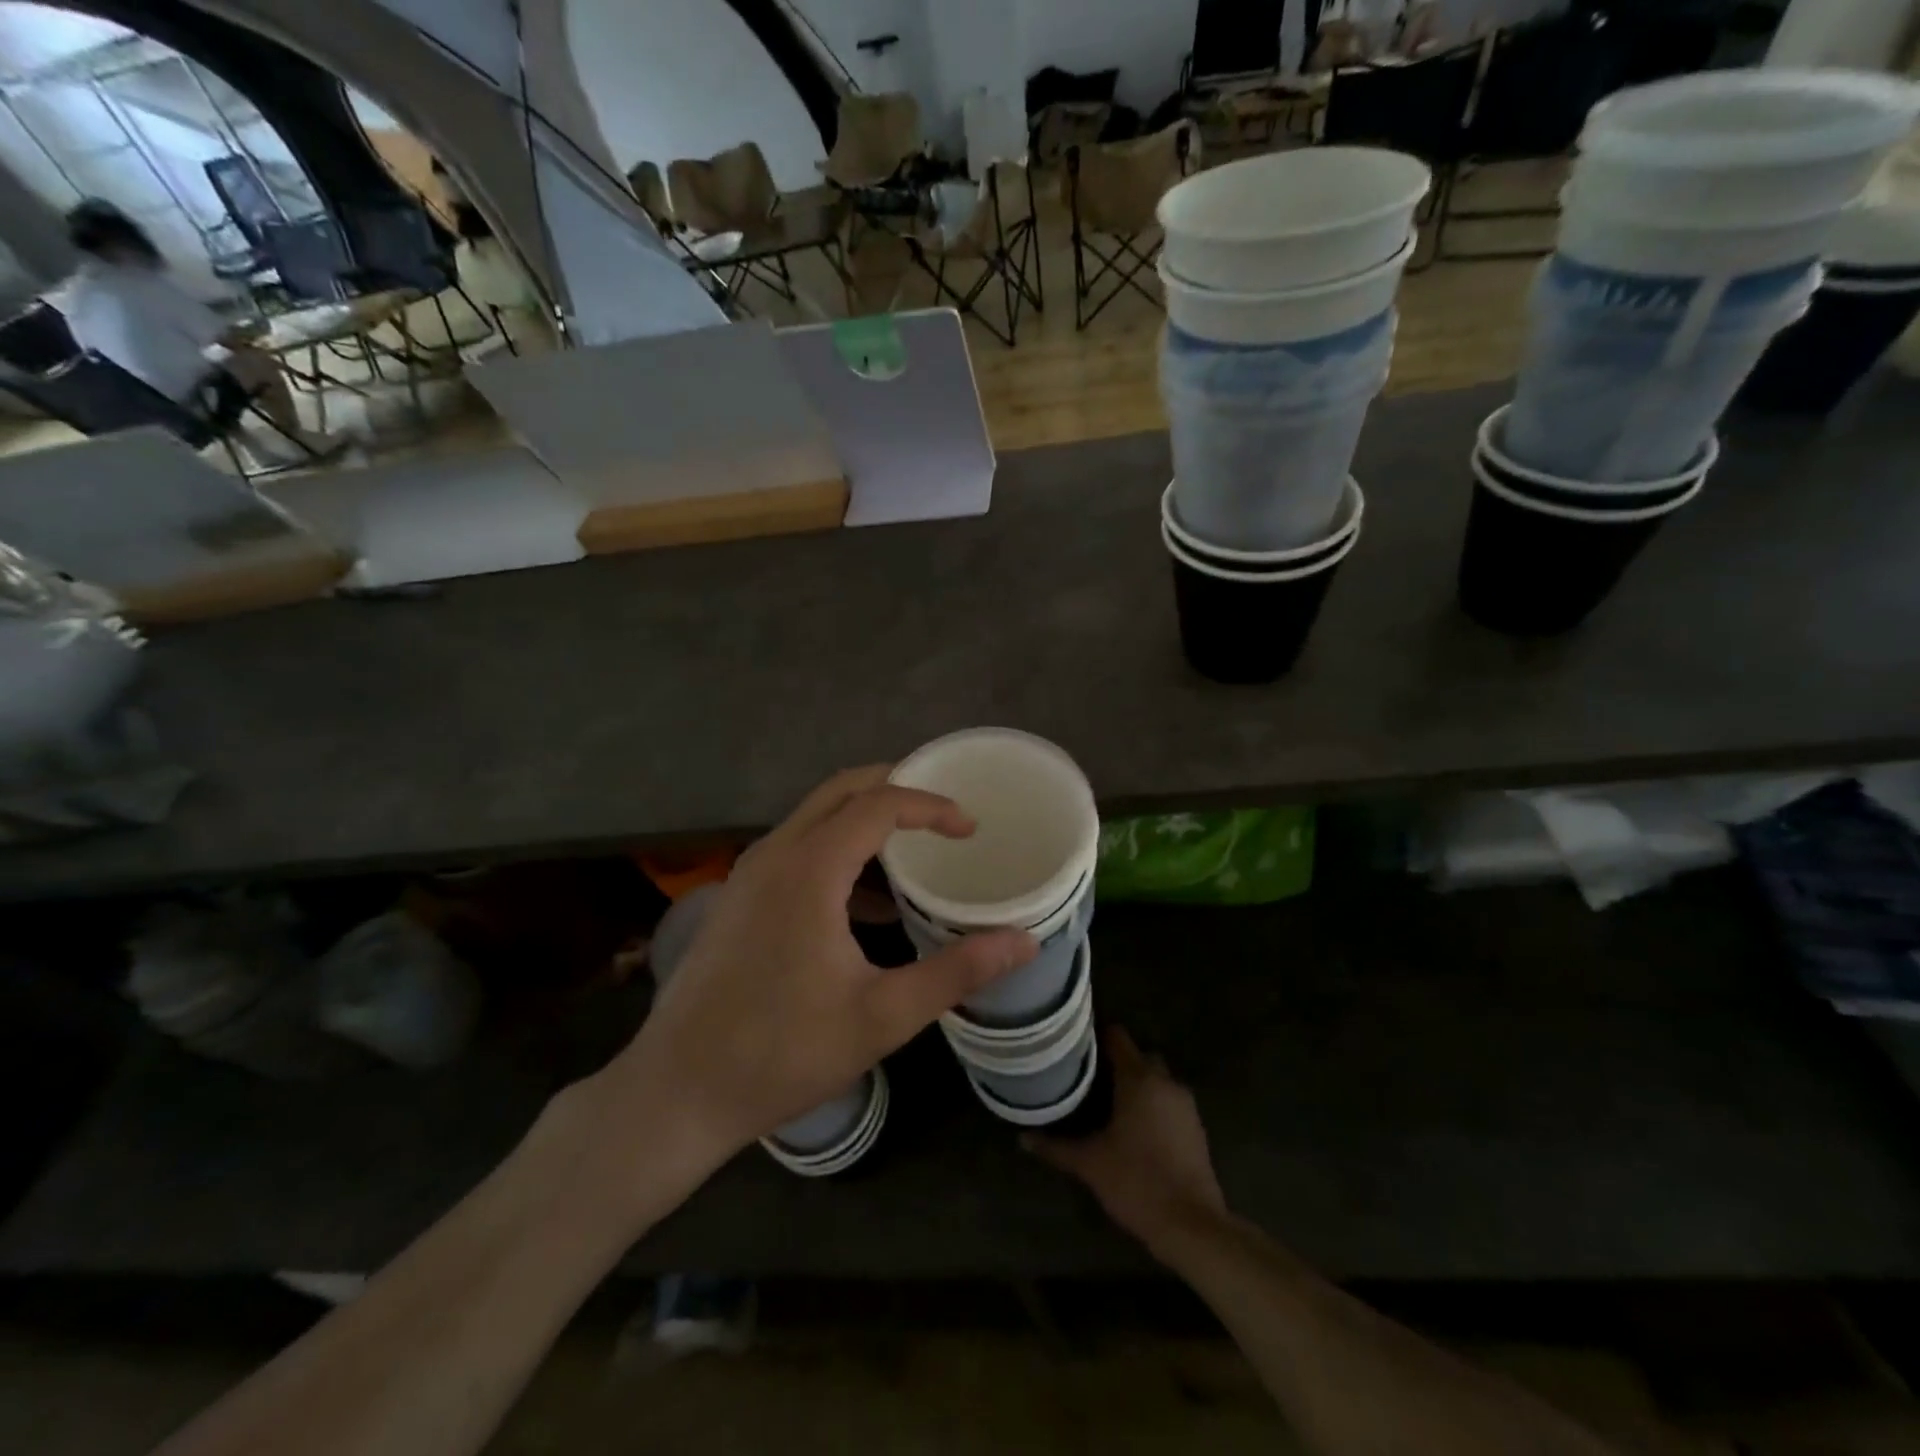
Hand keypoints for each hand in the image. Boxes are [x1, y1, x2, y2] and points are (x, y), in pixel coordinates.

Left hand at [594, 766, 1037, 1177]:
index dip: (931, 806)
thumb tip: (1023, 941)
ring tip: (913, 849)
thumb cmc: (782, 1053)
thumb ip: (956, 972)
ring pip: (814, 816)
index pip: (879, 804)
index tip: (970, 828)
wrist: (676, 1093)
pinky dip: (838, 850)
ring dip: (865, 818)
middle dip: (896, 788)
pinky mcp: (737, 898)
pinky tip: (864, 904)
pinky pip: (796, 848)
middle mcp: (774, 854)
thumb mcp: (882, 1016)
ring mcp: (748, 874)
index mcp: (809, 869)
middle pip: (841, 790)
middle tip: (943, 812)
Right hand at [1026, 1027, 1227, 1250]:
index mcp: (1138, 1079)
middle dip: (1117, 1060)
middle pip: (1139, 1055)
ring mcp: (1185, 1103)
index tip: (1075, 1042)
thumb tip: (1023, 1139)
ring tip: (1108, 1099)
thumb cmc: (1136, 1182)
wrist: (1192, 1225)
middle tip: (1088, 1074)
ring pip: (1156, 1078)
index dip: (1096, 1034)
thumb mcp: (1090, 1164)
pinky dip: (1153, 1103)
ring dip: (1137, 1083)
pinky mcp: (1196, 1126)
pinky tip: (1135, 1126)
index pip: (1117, 1037)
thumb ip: (1056, 1147)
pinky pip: (1169, 1100)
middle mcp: (1165, 1081)